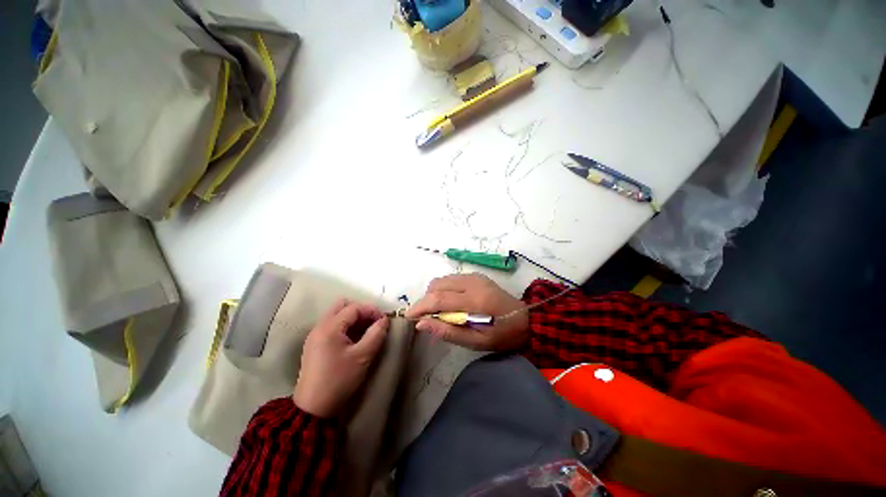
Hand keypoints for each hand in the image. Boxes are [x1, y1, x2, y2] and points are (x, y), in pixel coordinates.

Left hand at [293, 300, 388, 417]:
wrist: (313, 408)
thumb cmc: (339, 380)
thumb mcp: (362, 357)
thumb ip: (376, 334)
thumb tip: (384, 320)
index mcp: (329, 327)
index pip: (354, 308)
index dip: (372, 310)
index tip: (384, 320)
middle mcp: (320, 326)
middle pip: (342, 305)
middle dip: (361, 310)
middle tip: (373, 322)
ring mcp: (315, 335)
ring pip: (337, 315)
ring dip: (354, 318)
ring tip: (367, 331)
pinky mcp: (315, 344)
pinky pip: (333, 326)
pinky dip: (346, 327)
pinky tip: (355, 339)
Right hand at [405, 274, 528, 350]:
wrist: (525, 319)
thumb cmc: (502, 335)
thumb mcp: (476, 342)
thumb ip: (448, 331)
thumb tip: (421, 324)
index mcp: (475, 300)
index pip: (438, 299)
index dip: (420, 307)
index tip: (408, 317)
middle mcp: (472, 283)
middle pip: (437, 285)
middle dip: (426, 300)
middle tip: (427, 317)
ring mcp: (474, 276)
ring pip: (442, 280)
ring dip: (434, 295)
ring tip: (440, 311)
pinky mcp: (475, 275)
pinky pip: (451, 279)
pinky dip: (444, 290)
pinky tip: (451, 303)